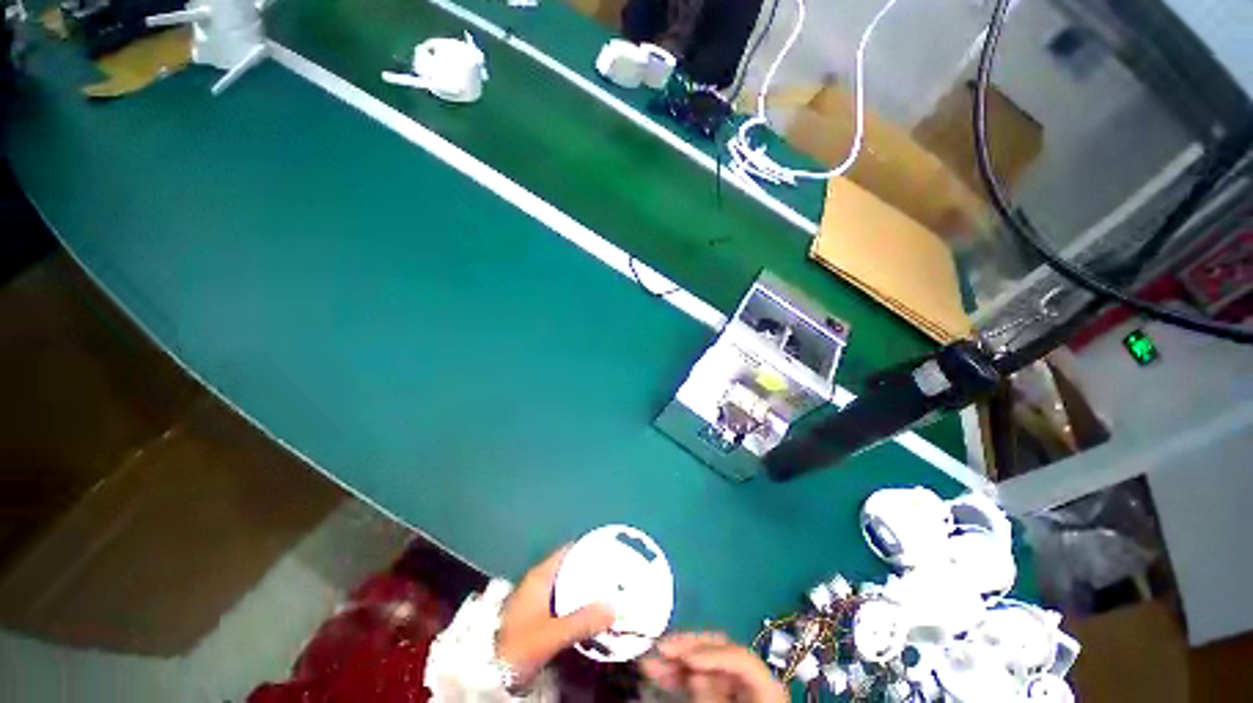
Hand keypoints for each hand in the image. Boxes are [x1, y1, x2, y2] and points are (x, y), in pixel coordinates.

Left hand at [496, 546, 614, 686]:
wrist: (488, 672)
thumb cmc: (519, 645)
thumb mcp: (552, 634)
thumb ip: (582, 620)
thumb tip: (613, 608)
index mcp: (540, 575)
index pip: (569, 550)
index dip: (589, 547)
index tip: (610, 548)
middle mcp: (538, 582)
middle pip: (570, 567)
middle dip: (591, 570)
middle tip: (615, 573)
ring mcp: (536, 600)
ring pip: (567, 586)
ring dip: (585, 589)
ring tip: (608, 592)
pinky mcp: (536, 618)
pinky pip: (563, 603)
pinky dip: (577, 604)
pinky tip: (591, 614)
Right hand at [641, 633, 787, 702]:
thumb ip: (715, 696)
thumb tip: (695, 673)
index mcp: (766, 685)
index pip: (739, 656)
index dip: (711, 653)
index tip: (685, 658)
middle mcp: (750, 679)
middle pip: (718, 652)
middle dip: (686, 648)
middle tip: (661, 647)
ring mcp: (735, 685)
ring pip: (702, 663)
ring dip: (675, 659)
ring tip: (650, 659)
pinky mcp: (720, 692)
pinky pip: (697, 677)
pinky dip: (677, 673)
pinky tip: (657, 670)